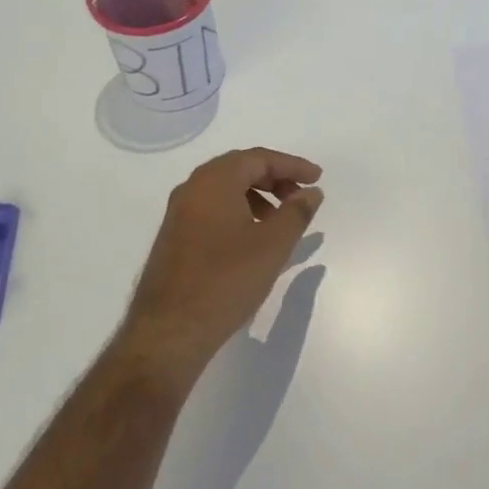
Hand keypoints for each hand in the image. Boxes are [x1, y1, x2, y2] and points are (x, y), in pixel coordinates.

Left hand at [119, 147, 323, 382]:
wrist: (170, 329)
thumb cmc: (226, 280)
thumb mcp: (273, 245)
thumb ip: (296, 213)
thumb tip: (311, 192)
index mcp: (214, 181)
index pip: (258, 158)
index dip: (292, 165)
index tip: (318, 178)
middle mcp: (191, 189)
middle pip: (239, 169)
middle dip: (275, 179)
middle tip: (301, 197)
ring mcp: (179, 214)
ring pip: (225, 191)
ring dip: (257, 197)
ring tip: (281, 221)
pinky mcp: (174, 237)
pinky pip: (212, 210)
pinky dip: (239, 212)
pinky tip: (253, 240)